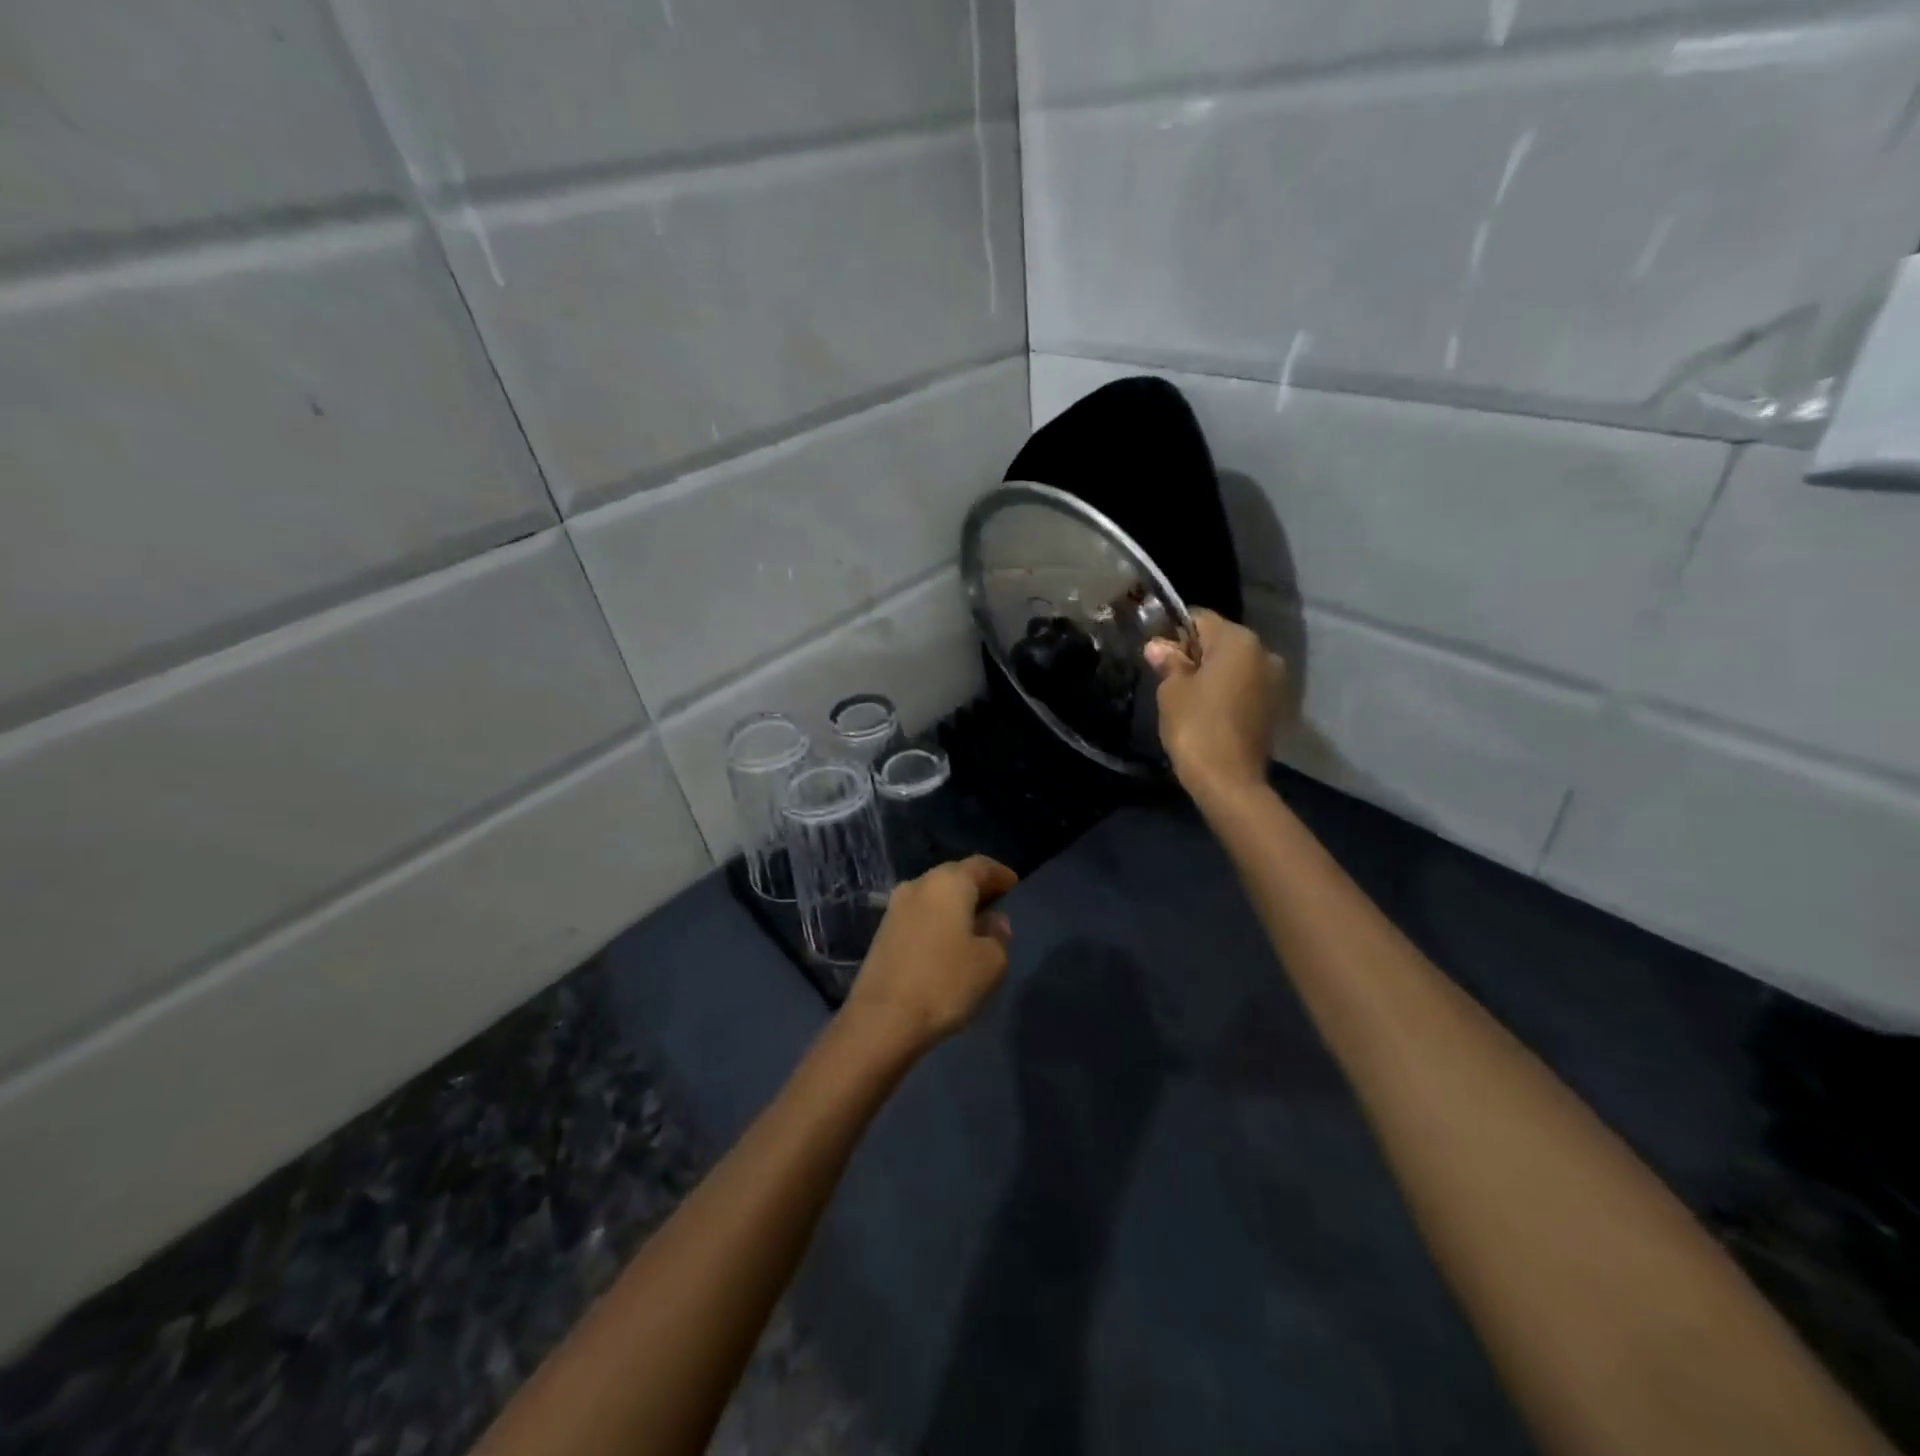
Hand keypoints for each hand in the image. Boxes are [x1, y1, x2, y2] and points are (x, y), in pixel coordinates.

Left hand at [843, 856, 1017, 1054]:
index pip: (981, 865)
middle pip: (954, 875)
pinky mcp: (883, 930)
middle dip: (976, 888)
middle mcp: (919, 884)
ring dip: (954, 905)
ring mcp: (896, 906)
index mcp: (949, 882)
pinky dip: (937, 920)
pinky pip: (919, 914)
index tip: (1014, 887)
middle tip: (996, 906)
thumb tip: (993, 920)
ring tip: (973, 926)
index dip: (1000, 874)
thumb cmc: (944, 983)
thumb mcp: (990, 962)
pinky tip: (947, 942)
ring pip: (934, 895)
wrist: (882, 1019)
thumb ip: (998, 934)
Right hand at [1145, 609, 1286, 800]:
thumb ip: (1168, 662)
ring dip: (1212, 674)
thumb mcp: (1172, 690)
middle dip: (1195, 653)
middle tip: (1168, 678)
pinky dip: (1226, 692)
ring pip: (1234, 665)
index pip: (1199, 619)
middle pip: (1220, 641)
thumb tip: (1158, 646)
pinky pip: (1244, 687)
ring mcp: (1274, 681)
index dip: (1174, 633)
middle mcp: (1264, 653)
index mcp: (1238, 641)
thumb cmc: (1196, 726)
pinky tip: (1208, 712)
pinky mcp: (1274, 707)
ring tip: (1187, 698)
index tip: (1157, 655)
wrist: (1229, 780)